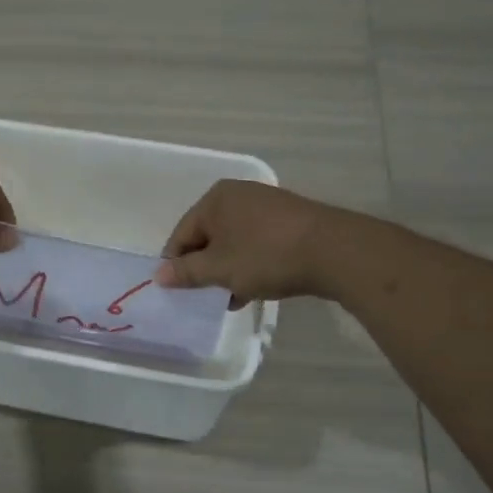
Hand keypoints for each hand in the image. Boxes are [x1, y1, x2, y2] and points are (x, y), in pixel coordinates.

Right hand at [154, 180, 341, 304]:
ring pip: (234, 243)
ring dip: (228, 270)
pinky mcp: (289, 220)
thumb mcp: (220, 269)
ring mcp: (266, 206)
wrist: (334, 251)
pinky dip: (251, 264)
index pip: (181, 235)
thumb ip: (186, 272)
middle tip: (207, 297)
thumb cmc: (266, 256)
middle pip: (207, 237)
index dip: (176, 265)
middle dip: (205, 268)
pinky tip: (254, 289)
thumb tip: (159, 275)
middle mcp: (238, 195)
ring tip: (231, 298)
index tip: (180, 292)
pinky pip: (257, 244)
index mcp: (215, 199)